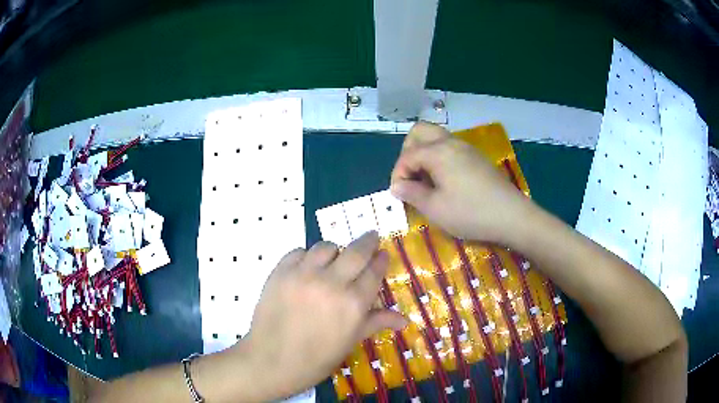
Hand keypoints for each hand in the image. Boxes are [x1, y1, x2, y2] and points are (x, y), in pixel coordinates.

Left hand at [239, 232, 406, 399]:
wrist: (270, 361)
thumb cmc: (315, 359)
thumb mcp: (349, 342)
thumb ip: (376, 323)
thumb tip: (404, 320)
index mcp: (353, 304)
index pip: (374, 272)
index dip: (381, 260)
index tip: (383, 254)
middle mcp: (331, 283)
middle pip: (356, 251)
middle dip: (368, 241)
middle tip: (371, 237)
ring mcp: (303, 275)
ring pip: (326, 247)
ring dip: (336, 251)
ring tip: (335, 259)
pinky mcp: (280, 272)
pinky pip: (298, 251)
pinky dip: (307, 256)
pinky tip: (307, 268)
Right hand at [390, 122, 534, 243]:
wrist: (511, 216)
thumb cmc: (470, 213)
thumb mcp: (435, 208)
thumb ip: (412, 194)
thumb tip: (396, 186)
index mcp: (438, 152)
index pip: (407, 155)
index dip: (398, 175)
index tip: (399, 196)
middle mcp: (450, 142)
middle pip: (419, 132)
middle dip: (408, 152)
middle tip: (410, 177)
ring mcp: (466, 147)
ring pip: (435, 137)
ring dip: (424, 153)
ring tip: (425, 180)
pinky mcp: (476, 157)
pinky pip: (449, 147)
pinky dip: (438, 157)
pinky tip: (444, 180)